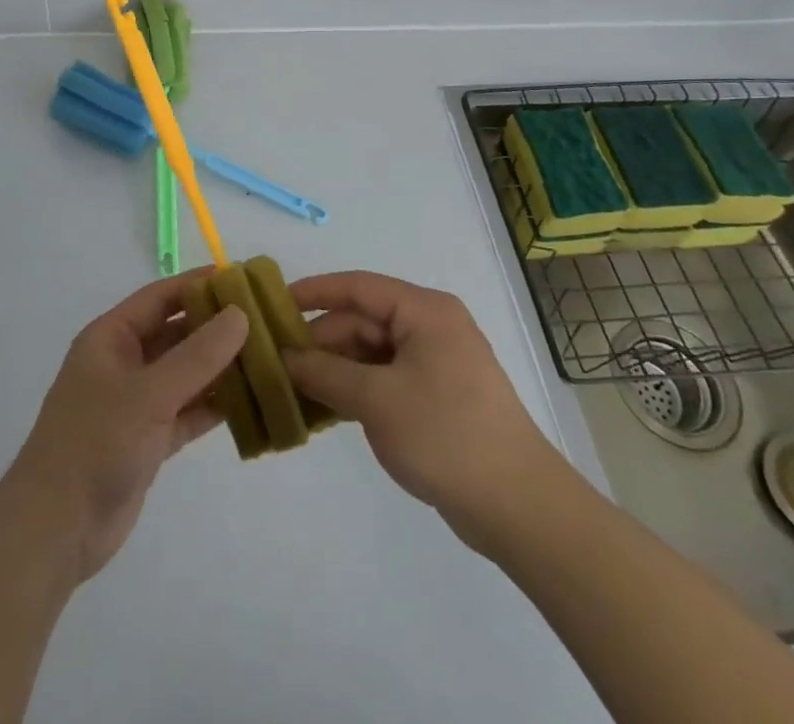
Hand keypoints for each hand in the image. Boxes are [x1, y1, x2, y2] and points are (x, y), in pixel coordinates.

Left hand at [0, 272, 247, 585]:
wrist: (55, 530)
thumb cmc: (95, 443)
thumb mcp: (149, 393)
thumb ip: (197, 355)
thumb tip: (240, 314)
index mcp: (110, 337)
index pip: (160, 297)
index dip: (198, 285)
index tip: (242, 278)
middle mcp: (123, 363)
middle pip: (175, 334)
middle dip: (215, 328)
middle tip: (265, 319)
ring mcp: (135, 403)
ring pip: (185, 374)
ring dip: (220, 367)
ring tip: (267, 356)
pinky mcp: (148, 440)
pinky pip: (187, 411)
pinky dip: (214, 405)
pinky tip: (250, 400)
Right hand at [284, 271, 562, 551]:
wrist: (519, 507)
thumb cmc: (445, 435)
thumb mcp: (376, 400)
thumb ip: (325, 373)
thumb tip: (285, 358)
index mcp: (424, 311)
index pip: (358, 287)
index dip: (314, 292)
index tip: (274, 305)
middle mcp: (431, 327)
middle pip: (363, 321)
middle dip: (321, 341)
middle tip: (277, 364)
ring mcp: (436, 362)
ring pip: (372, 352)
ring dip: (336, 369)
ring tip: (294, 390)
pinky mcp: (438, 396)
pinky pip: (386, 378)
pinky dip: (357, 389)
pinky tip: (326, 409)